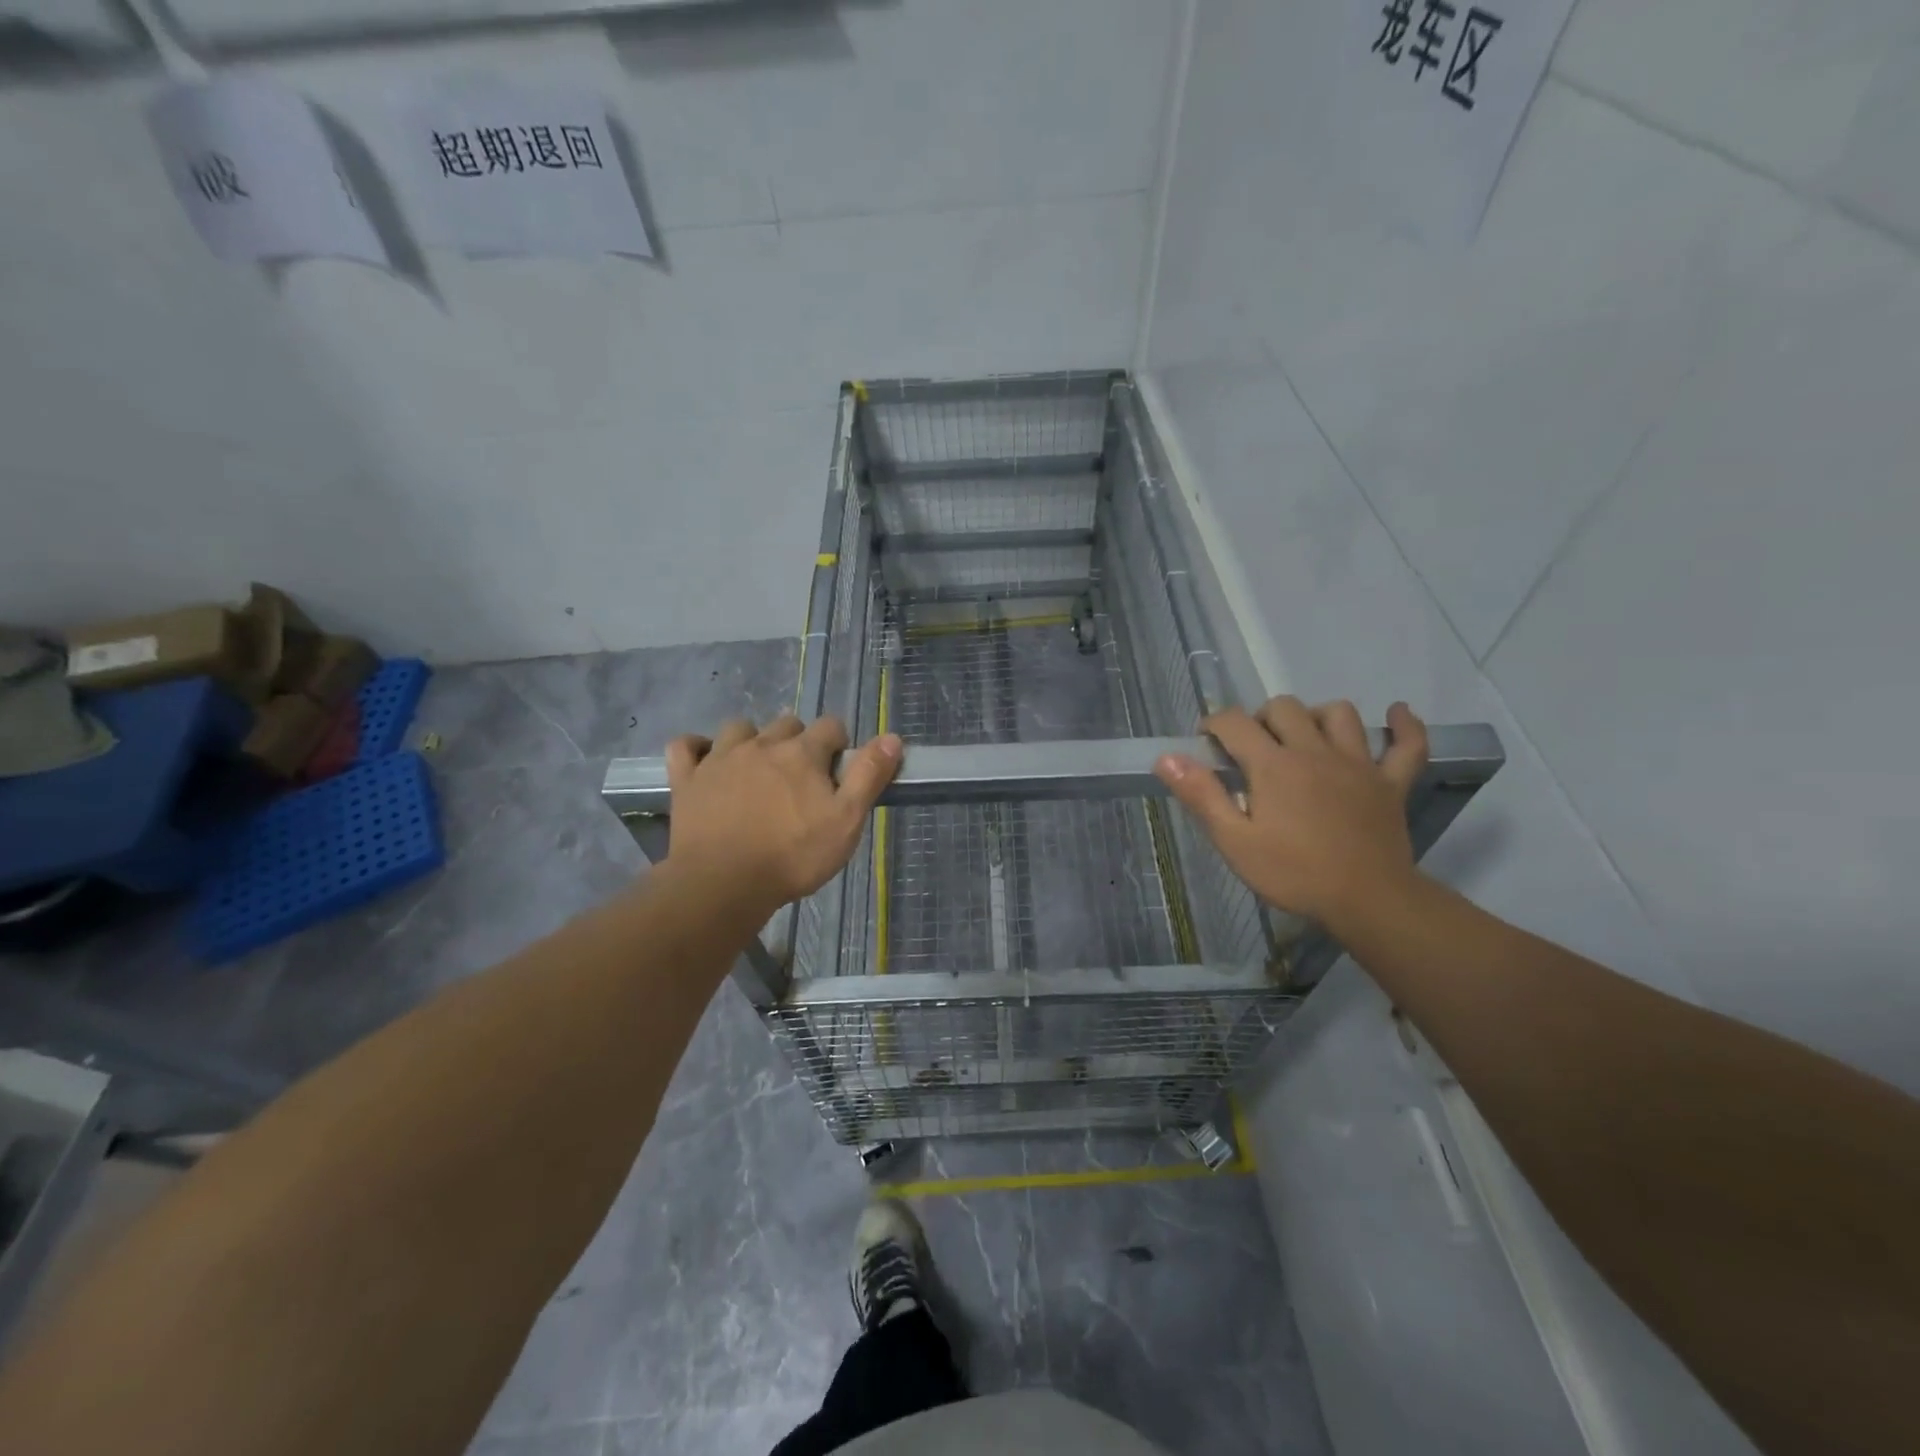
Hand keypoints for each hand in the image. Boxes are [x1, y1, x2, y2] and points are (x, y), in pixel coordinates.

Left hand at [662, 715, 902, 921]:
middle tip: (801, 777)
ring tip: (757, 768)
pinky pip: (684, 746)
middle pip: (786, 724)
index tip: (838, 770)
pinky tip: (705, 761)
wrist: (724, 884)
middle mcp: (761, 745)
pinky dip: (696, 748)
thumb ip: (869, 776)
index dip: (839, 744)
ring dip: (751, 740)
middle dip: (798, 742)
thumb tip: (893, 737)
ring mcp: (720, 759)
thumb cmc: (793, 856)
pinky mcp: (687, 779)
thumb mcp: (847, 821)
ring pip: (738, 728)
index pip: (830, 726)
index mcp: (802, 753)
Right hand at [1154, 697, 1429, 931]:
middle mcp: (1314, 751)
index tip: (1206, 742)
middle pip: (1285, 708)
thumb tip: (1166, 757)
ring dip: (1316, 716)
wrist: (1367, 901)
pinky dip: (1405, 726)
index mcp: (1273, 765)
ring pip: (1339, 714)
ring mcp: (1358, 763)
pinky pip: (1408, 744)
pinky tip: (1397, 714)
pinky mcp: (1391, 783)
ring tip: (1304, 737)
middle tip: (1253, 749)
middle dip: (1261, 718)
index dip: (1214, 724)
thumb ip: (1201, 795)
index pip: (1235, 722)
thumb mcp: (1234, 841)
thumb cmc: (1293, 873)